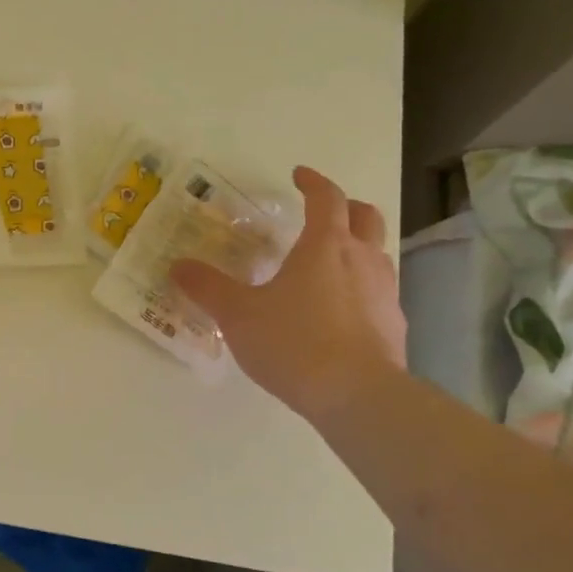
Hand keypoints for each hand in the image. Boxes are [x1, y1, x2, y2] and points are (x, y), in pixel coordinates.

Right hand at [170, 166, 405, 422]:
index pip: (326, 198)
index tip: (299, 175)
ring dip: (356, 247)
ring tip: (327, 263)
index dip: (313, 182)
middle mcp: (361, 259)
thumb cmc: (294, 342)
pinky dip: (360, 287)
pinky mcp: (394, 325)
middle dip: (346, 207)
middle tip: (323, 212)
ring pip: (376, 254)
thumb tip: (178, 266)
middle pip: (365, 217)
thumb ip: (207, 288)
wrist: (358, 396)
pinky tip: (339, 311)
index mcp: (325, 245)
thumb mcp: (238, 314)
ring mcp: (385, 293)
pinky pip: (378, 292)